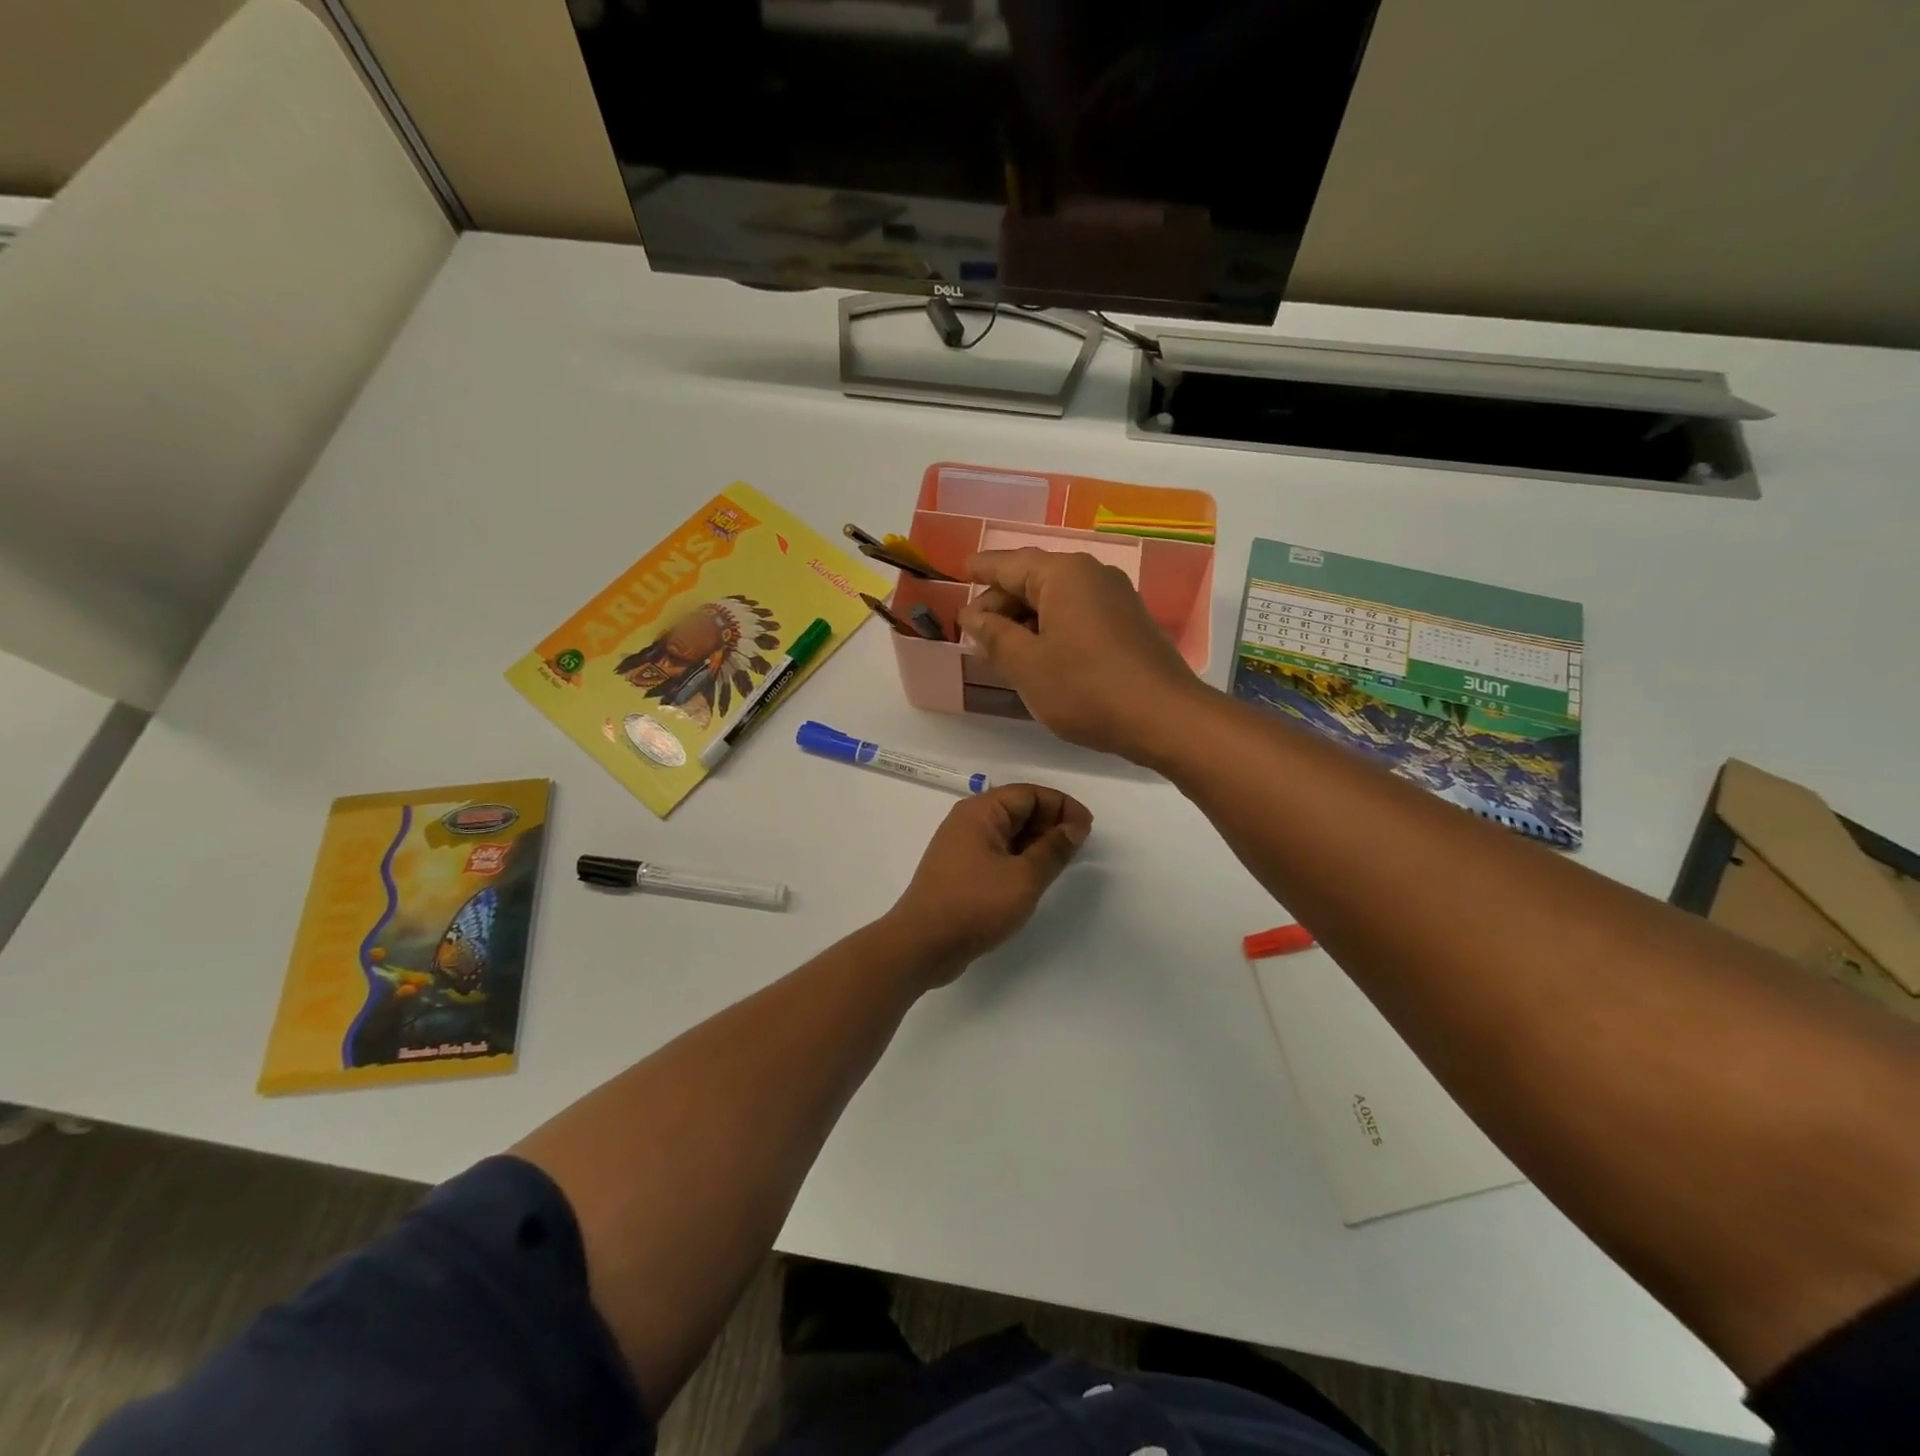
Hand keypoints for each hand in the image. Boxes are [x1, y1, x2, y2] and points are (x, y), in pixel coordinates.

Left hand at [886, 784, 1092, 986]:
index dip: (1062, 806)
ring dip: (1037, 843)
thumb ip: (1054, 849)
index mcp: (981, 811)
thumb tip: (1075, 826)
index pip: (1029, 794)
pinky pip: (998, 853)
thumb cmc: (975, 904)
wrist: (923, 944)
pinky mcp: (961, 871)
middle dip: (1051, 823)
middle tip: (1078, 848)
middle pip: (1018, 809)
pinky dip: (1021, 859)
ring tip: (1062, 864)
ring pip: (1009, 833)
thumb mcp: (1024, 877)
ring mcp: (962, 847)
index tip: (1087, 829)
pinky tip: (1036, 878)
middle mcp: (969, 822)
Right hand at [957, 549, 1208, 762]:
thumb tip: (971, 616)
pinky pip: (1077, 615)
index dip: (981, 569)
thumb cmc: (1086, 688)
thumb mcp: (1027, 665)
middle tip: (973, 631)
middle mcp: (1092, 575)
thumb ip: (994, 636)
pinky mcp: (1128, 624)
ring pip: (1056, 600)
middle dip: (1000, 603)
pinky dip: (1051, 629)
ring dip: (1025, 620)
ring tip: (999, 648)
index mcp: (1063, 574)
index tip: (959, 571)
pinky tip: (1038, 656)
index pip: (1009, 564)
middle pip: (1033, 580)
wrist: (1164, 718)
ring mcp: (1115, 599)